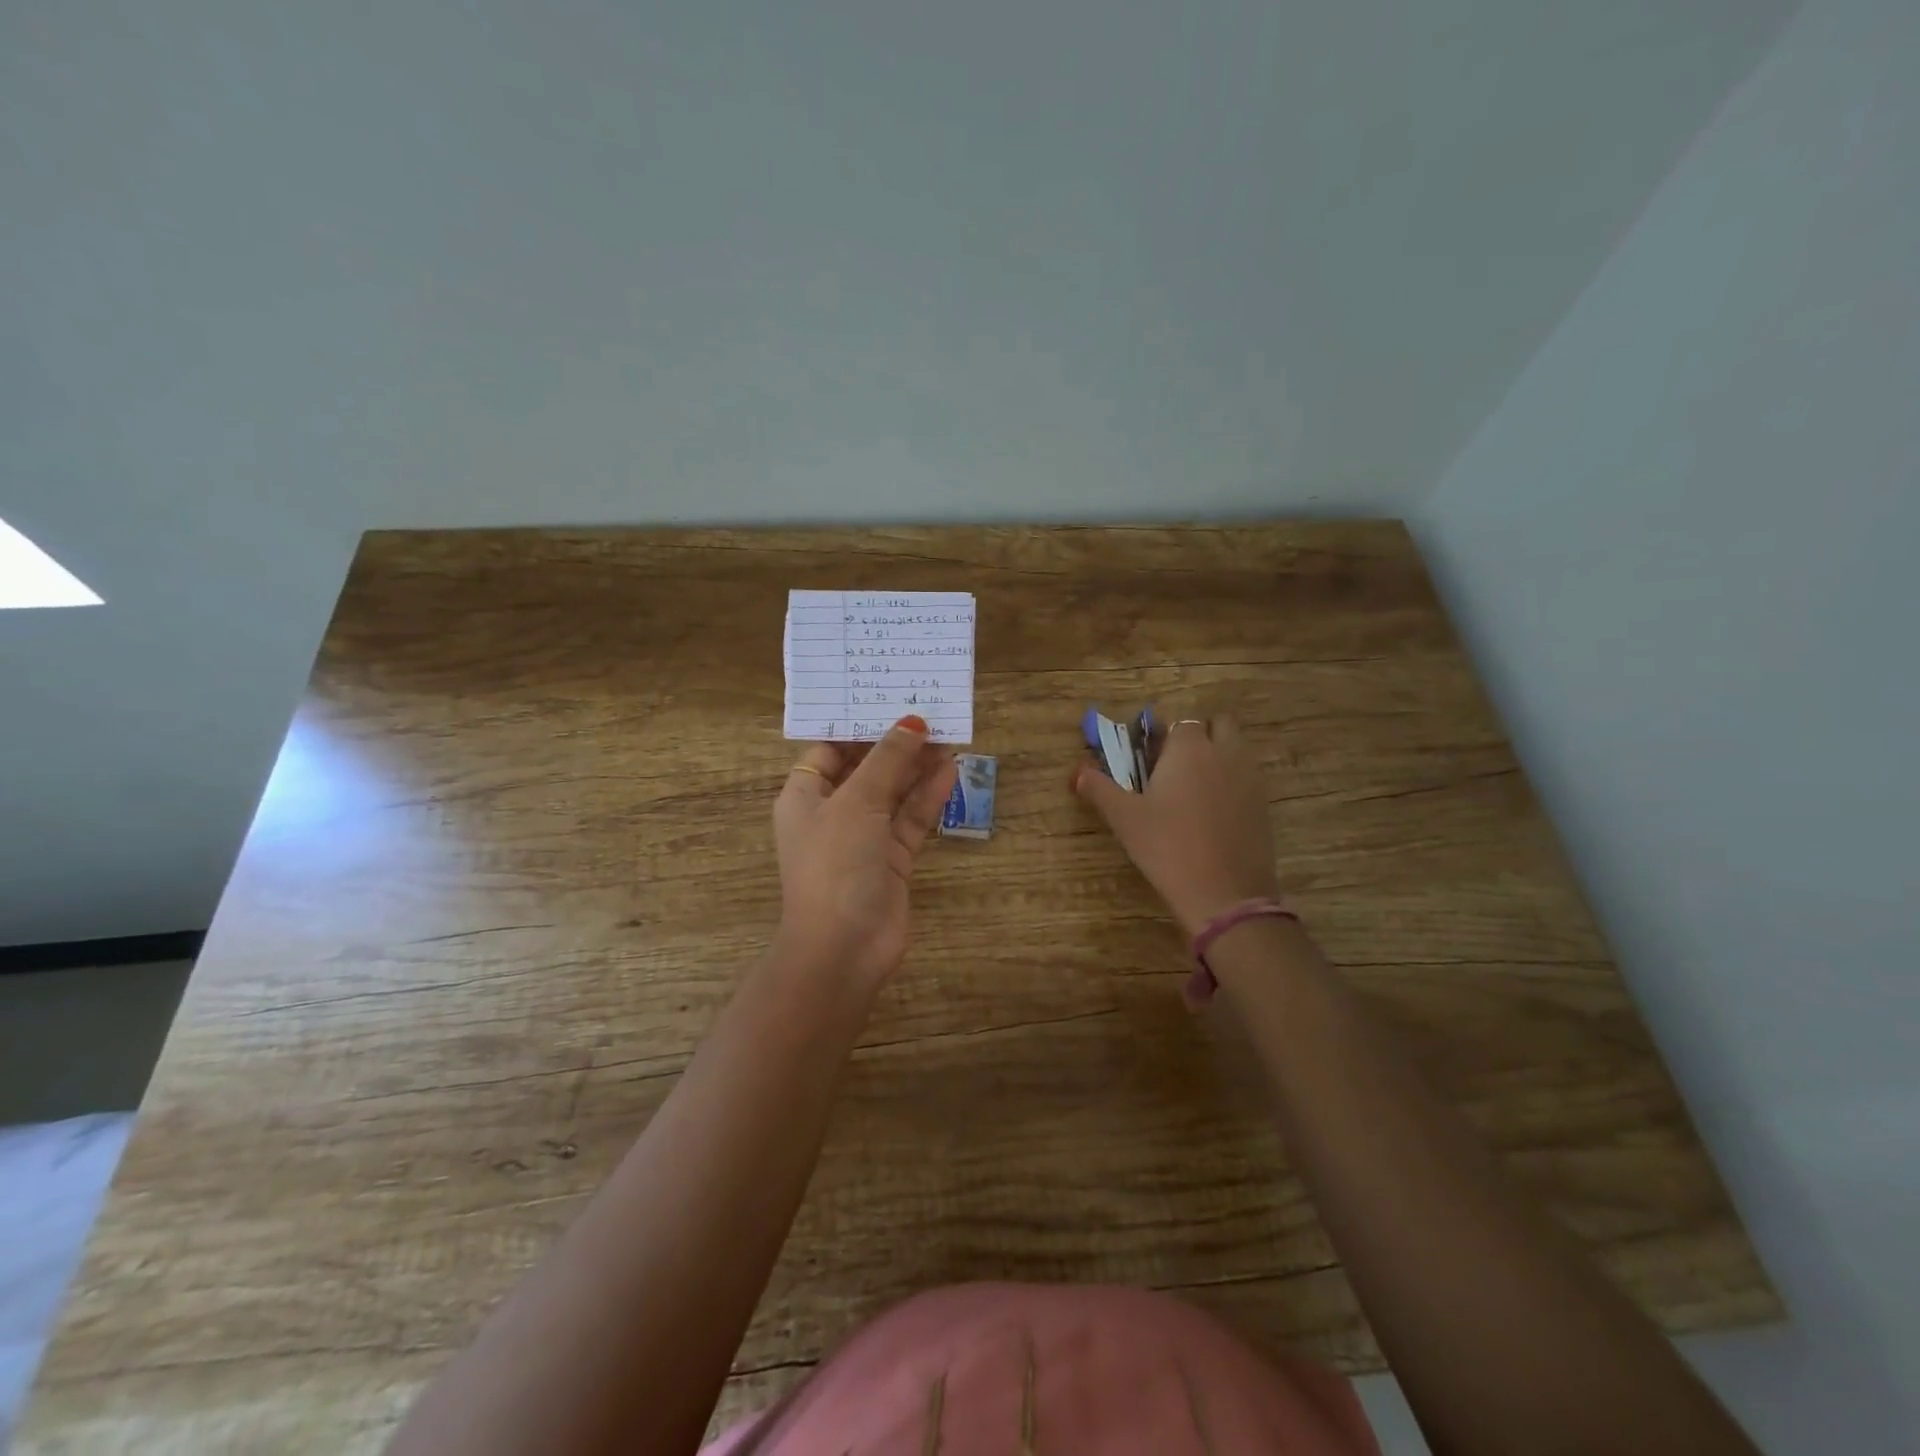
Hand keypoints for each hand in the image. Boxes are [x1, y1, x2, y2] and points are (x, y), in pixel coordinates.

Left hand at [773, 715, 957, 989]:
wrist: (843, 948)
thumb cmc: (836, 863)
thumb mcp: (858, 801)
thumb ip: (887, 760)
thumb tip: (911, 722)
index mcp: (806, 796)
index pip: (829, 749)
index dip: (858, 726)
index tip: (889, 700)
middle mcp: (833, 813)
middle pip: (866, 768)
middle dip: (895, 744)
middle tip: (930, 712)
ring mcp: (864, 837)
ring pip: (894, 792)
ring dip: (917, 767)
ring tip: (949, 734)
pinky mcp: (892, 859)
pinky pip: (911, 818)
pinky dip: (928, 796)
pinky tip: (951, 769)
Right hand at [1072, 715, 1280, 935]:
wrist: (1224, 894)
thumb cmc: (1167, 847)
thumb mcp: (1124, 818)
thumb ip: (1099, 788)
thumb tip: (1078, 772)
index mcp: (1189, 748)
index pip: (1179, 721)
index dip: (1163, 735)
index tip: (1149, 757)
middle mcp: (1224, 753)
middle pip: (1217, 724)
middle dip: (1198, 735)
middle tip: (1174, 766)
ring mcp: (1250, 778)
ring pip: (1235, 749)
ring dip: (1217, 756)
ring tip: (1191, 790)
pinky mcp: (1264, 805)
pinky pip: (1246, 778)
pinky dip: (1231, 783)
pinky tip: (1212, 814)